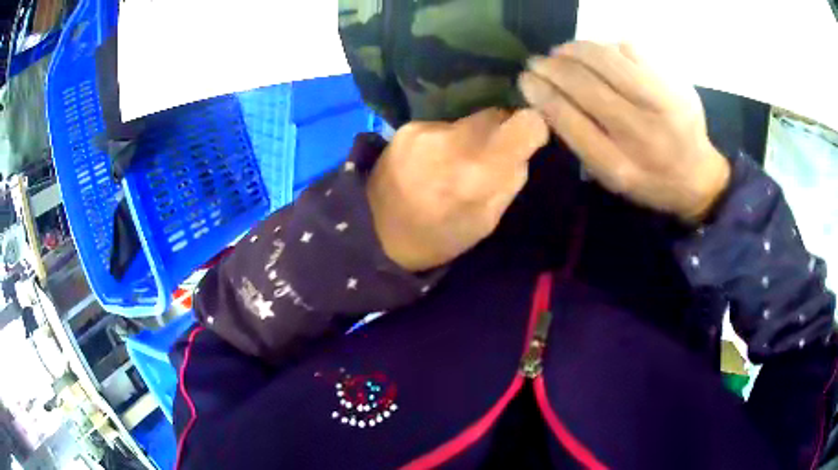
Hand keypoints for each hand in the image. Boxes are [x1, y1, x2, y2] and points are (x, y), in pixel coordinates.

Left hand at [367, 108, 548, 271]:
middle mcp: (452, 138)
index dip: (534, 127)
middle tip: (491, 155)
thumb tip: (521, 150)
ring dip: (472, 135)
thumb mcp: (486, 222)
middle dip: (502, 131)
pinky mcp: (407, 127)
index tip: (529, 139)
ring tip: (456, 161)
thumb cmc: (438, 236)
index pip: (526, 123)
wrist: (375, 232)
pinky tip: (433, 159)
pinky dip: (446, 138)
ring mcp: (425, 128)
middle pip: (496, 114)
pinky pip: (443, 124)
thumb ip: (509, 181)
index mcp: (479, 170)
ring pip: (469, 119)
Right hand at [518, 41, 729, 222]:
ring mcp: (664, 105)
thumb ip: (580, 139)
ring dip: (576, 50)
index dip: (541, 93)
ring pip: (609, 60)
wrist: (698, 176)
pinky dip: (607, 46)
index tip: (525, 79)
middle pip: (587, 85)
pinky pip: (632, 50)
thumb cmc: (648, 179)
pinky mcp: (677, 83)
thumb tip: (547, 95)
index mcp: (620, 166)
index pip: (569, 120)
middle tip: (539, 61)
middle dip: (553, 67)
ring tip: (563, 51)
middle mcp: (643, 135)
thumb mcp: (610, 176)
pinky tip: (600, 54)